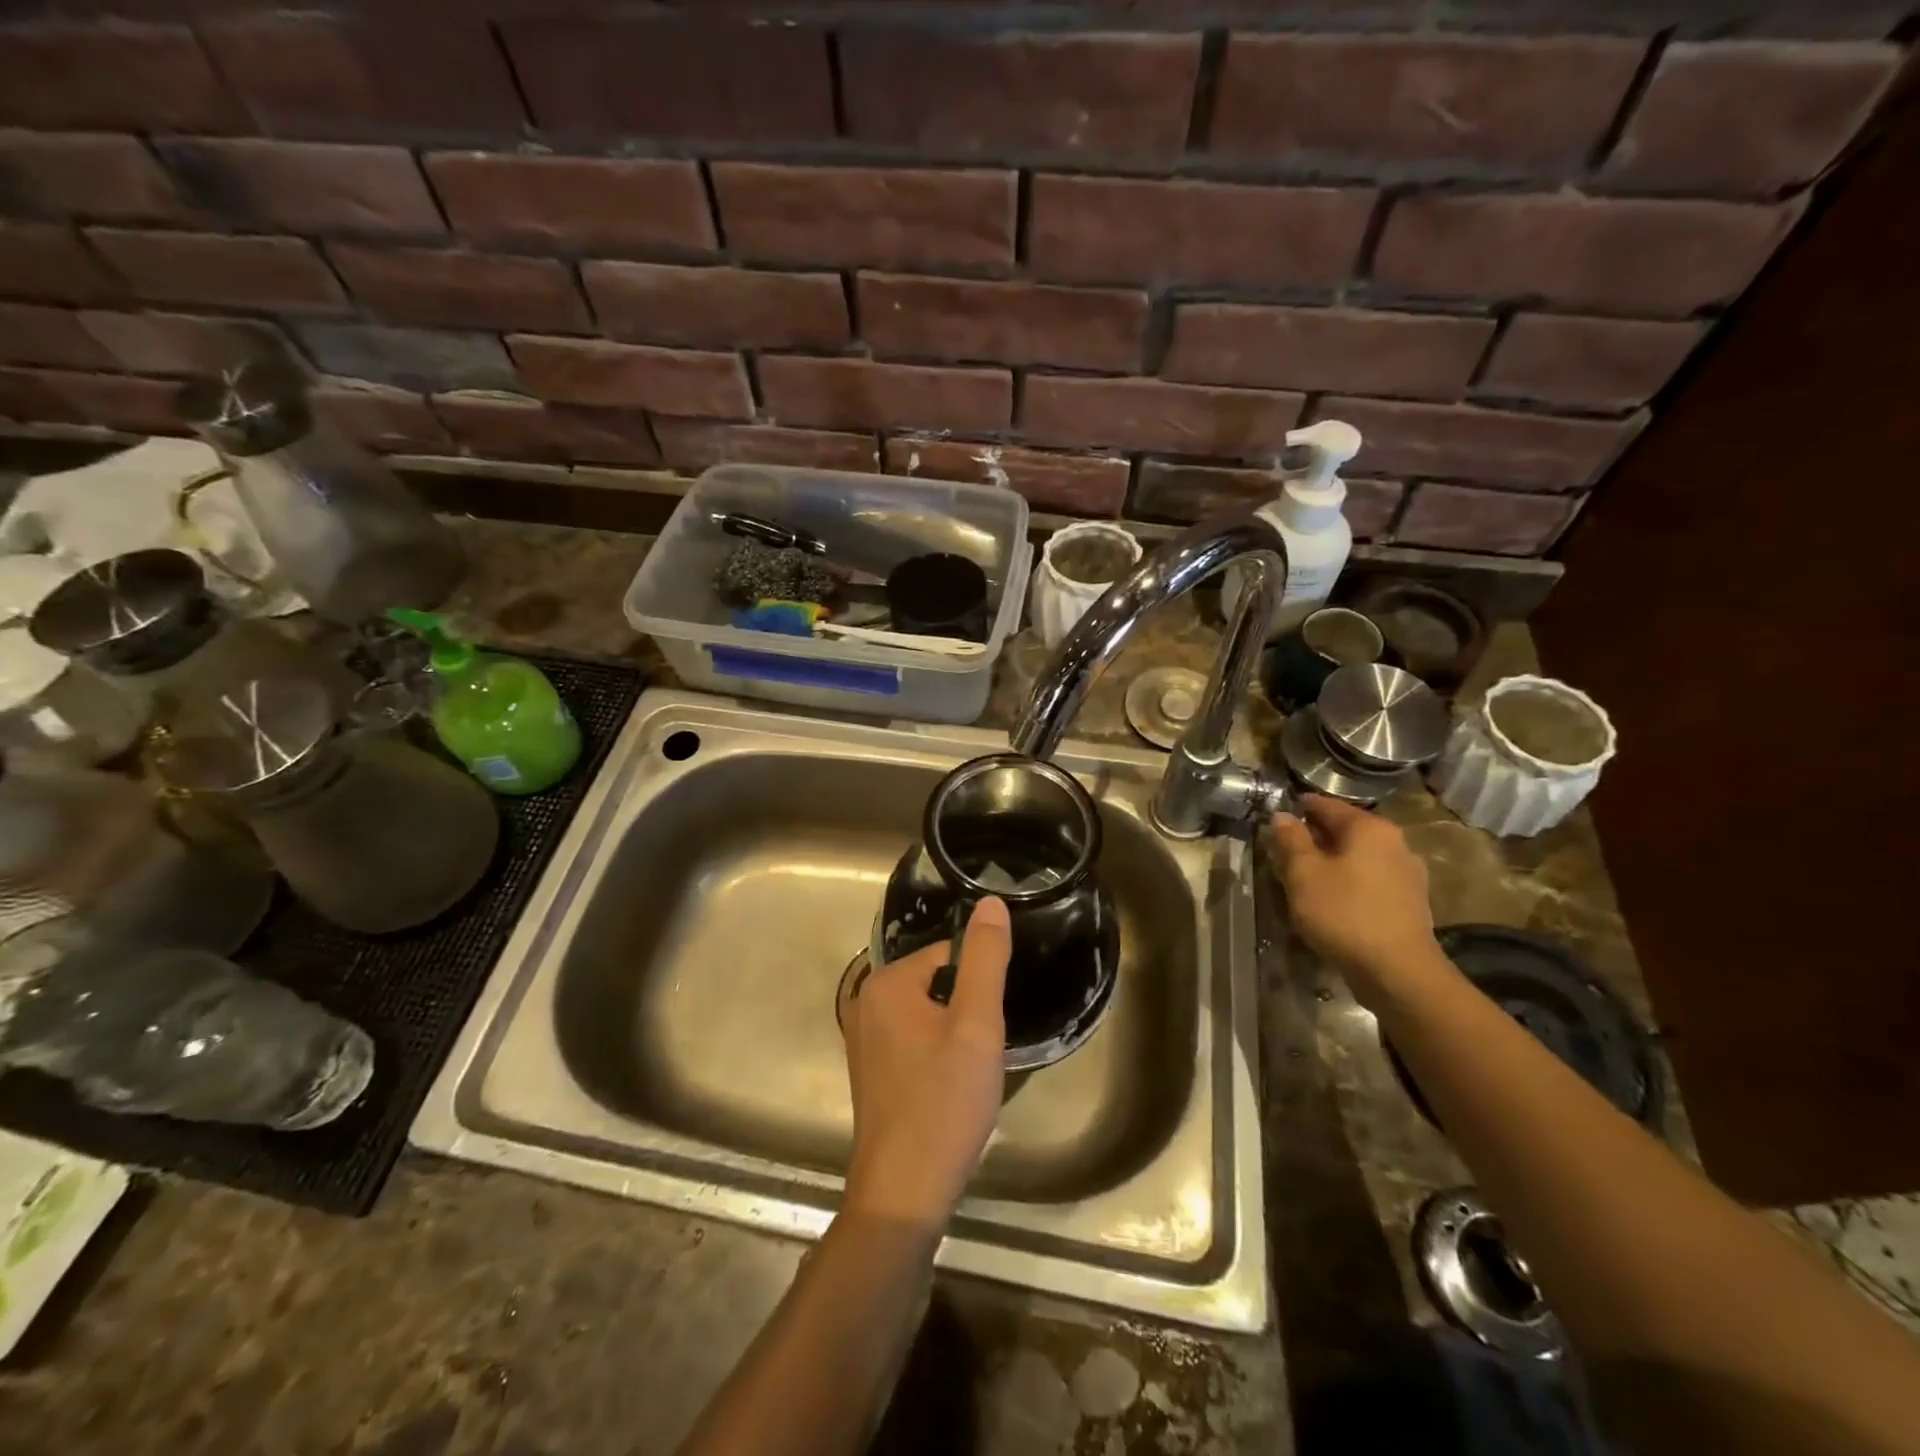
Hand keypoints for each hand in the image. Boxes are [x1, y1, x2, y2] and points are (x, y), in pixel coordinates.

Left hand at [840, 897, 1011, 1230]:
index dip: (978, 986)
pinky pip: (912, 1041)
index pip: (948, 955)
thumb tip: (991, 901)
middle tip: (984, 1050)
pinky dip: (935, 1054)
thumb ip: (985, 959)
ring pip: (926, 1014)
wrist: (902, 1193)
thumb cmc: (944, 1102)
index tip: (992, 1023)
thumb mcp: (976, 1025)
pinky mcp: (870, 1071)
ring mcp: (863, 1040)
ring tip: (971, 1070)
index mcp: (886, 983)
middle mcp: (865, 1002)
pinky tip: (950, 1087)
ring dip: (953, 1034)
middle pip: (936, 983)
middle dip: (965, 1009)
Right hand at [1270, 794, 1443, 1002]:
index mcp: (1370, 829)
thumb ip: (1291, 840)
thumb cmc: (1344, 913)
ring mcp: (1408, 875)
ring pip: (1360, 858)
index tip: (1281, 811)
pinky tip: (1333, 900)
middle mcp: (1395, 844)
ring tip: (1306, 876)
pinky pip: (1371, 881)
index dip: (1302, 807)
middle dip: (1317, 837)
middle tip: (1286, 847)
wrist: (1398, 972)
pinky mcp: (1410, 904)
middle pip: (1347, 831)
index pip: (1329, 806)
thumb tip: (1283, 816)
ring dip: (1333, 862)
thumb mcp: (1304, 874)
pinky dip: (1350, 883)